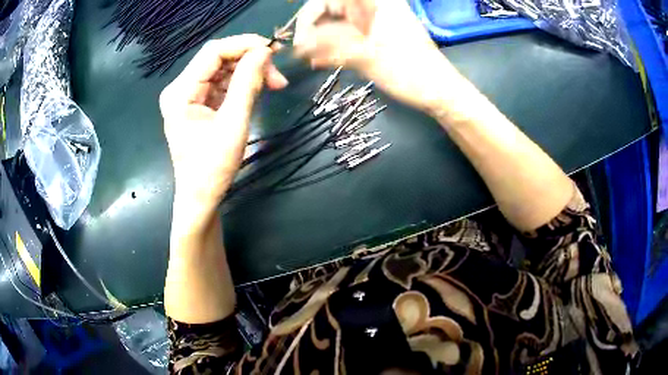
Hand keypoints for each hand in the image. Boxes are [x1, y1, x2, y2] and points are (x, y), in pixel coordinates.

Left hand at [160, 35, 287, 215]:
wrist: (200, 198)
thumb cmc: (212, 168)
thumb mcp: (233, 123)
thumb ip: (247, 83)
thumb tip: (264, 51)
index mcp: (180, 92)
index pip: (213, 52)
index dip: (244, 45)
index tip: (274, 50)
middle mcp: (181, 88)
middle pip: (218, 59)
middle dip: (249, 61)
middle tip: (278, 75)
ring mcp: (189, 96)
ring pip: (223, 70)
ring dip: (249, 72)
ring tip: (274, 84)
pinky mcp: (198, 104)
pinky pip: (222, 84)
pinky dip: (242, 84)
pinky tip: (259, 90)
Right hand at [293, 0, 453, 113]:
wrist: (438, 91)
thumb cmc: (407, 70)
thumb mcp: (364, 55)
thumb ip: (328, 45)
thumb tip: (297, 44)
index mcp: (373, 2)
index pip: (326, 0)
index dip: (308, 18)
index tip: (300, 42)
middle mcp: (373, 6)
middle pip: (331, 10)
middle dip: (314, 31)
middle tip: (304, 55)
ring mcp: (375, 21)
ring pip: (338, 24)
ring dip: (323, 42)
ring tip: (313, 61)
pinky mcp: (377, 35)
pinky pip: (349, 35)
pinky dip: (335, 47)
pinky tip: (324, 61)